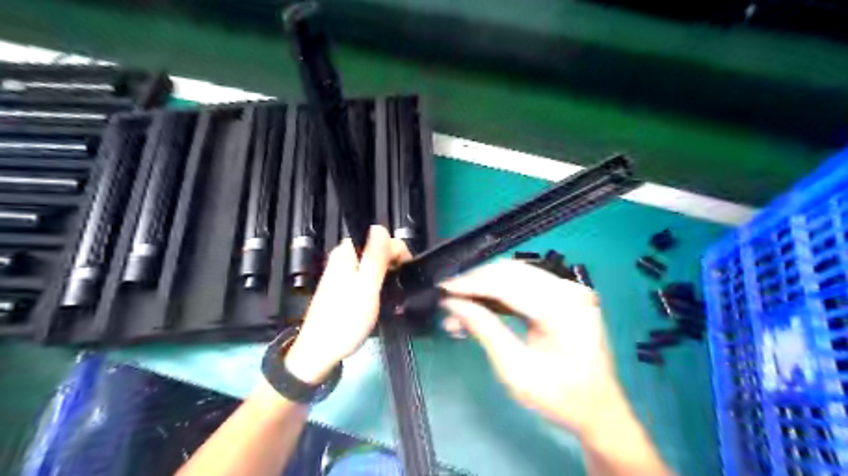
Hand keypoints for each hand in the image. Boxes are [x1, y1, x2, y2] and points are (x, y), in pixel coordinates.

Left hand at [284, 225, 411, 383]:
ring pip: (374, 265)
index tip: (405, 272)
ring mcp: (343, 274)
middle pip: (377, 250)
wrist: (319, 352)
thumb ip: (375, 257)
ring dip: (387, 276)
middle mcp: (343, 258)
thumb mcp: (366, 287)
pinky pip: (367, 278)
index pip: (380, 236)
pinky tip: (383, 300)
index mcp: (346, 253)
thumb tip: (380, 227)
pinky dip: (378, 285)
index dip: (396, 251)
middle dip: (393, 264)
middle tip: (399, 287)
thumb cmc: (345, 320)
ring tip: (394, 296)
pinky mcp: (344, 288)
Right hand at [440, 260, 624, 438]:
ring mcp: (568, 289)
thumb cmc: (561, 399)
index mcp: (562, 309)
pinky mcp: (563, 295)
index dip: (470, 283)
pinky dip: (499, 293)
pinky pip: (524, 284)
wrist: (600, 410)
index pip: (506, 283)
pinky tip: (481, 306)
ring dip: (485, 287)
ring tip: (460, 308)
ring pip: (514, 274)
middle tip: (448, 300)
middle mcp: (567, 290)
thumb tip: (454, 305)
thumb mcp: (516, 371)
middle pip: (510, 272)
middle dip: (475, 283)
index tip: (443, 290)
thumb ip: (485, 331)